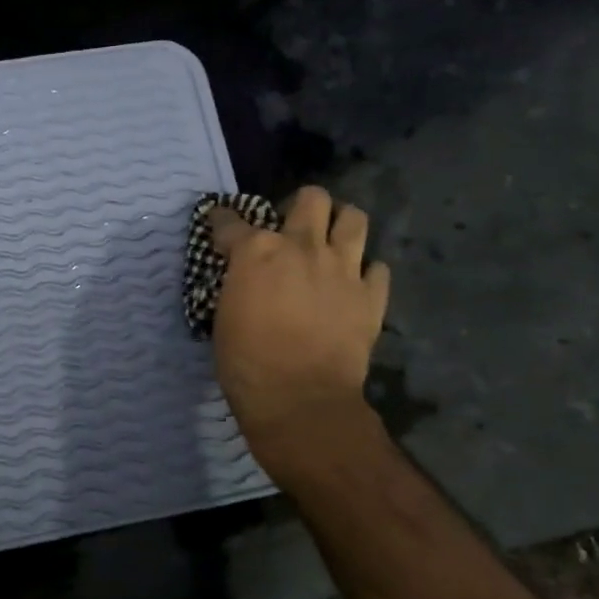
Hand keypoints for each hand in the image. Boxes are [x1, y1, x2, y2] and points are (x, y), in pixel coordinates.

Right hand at [208, 186, 390, 469]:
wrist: (300, 400)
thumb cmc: (246, 363)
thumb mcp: (225, 316)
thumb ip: (237, 284)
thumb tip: (243, 278)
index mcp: (258, 251)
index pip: (232, 221)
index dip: (222, 222)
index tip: (220, 226)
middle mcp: (303, 247)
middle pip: (312, 198)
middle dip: (300, 205)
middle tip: (292, 228)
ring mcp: (343, 268)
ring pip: (354, 218)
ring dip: (340, 225)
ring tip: (331, 243)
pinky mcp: (371, 296)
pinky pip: (378, 268)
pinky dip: (366, 272)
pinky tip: (354, 285)